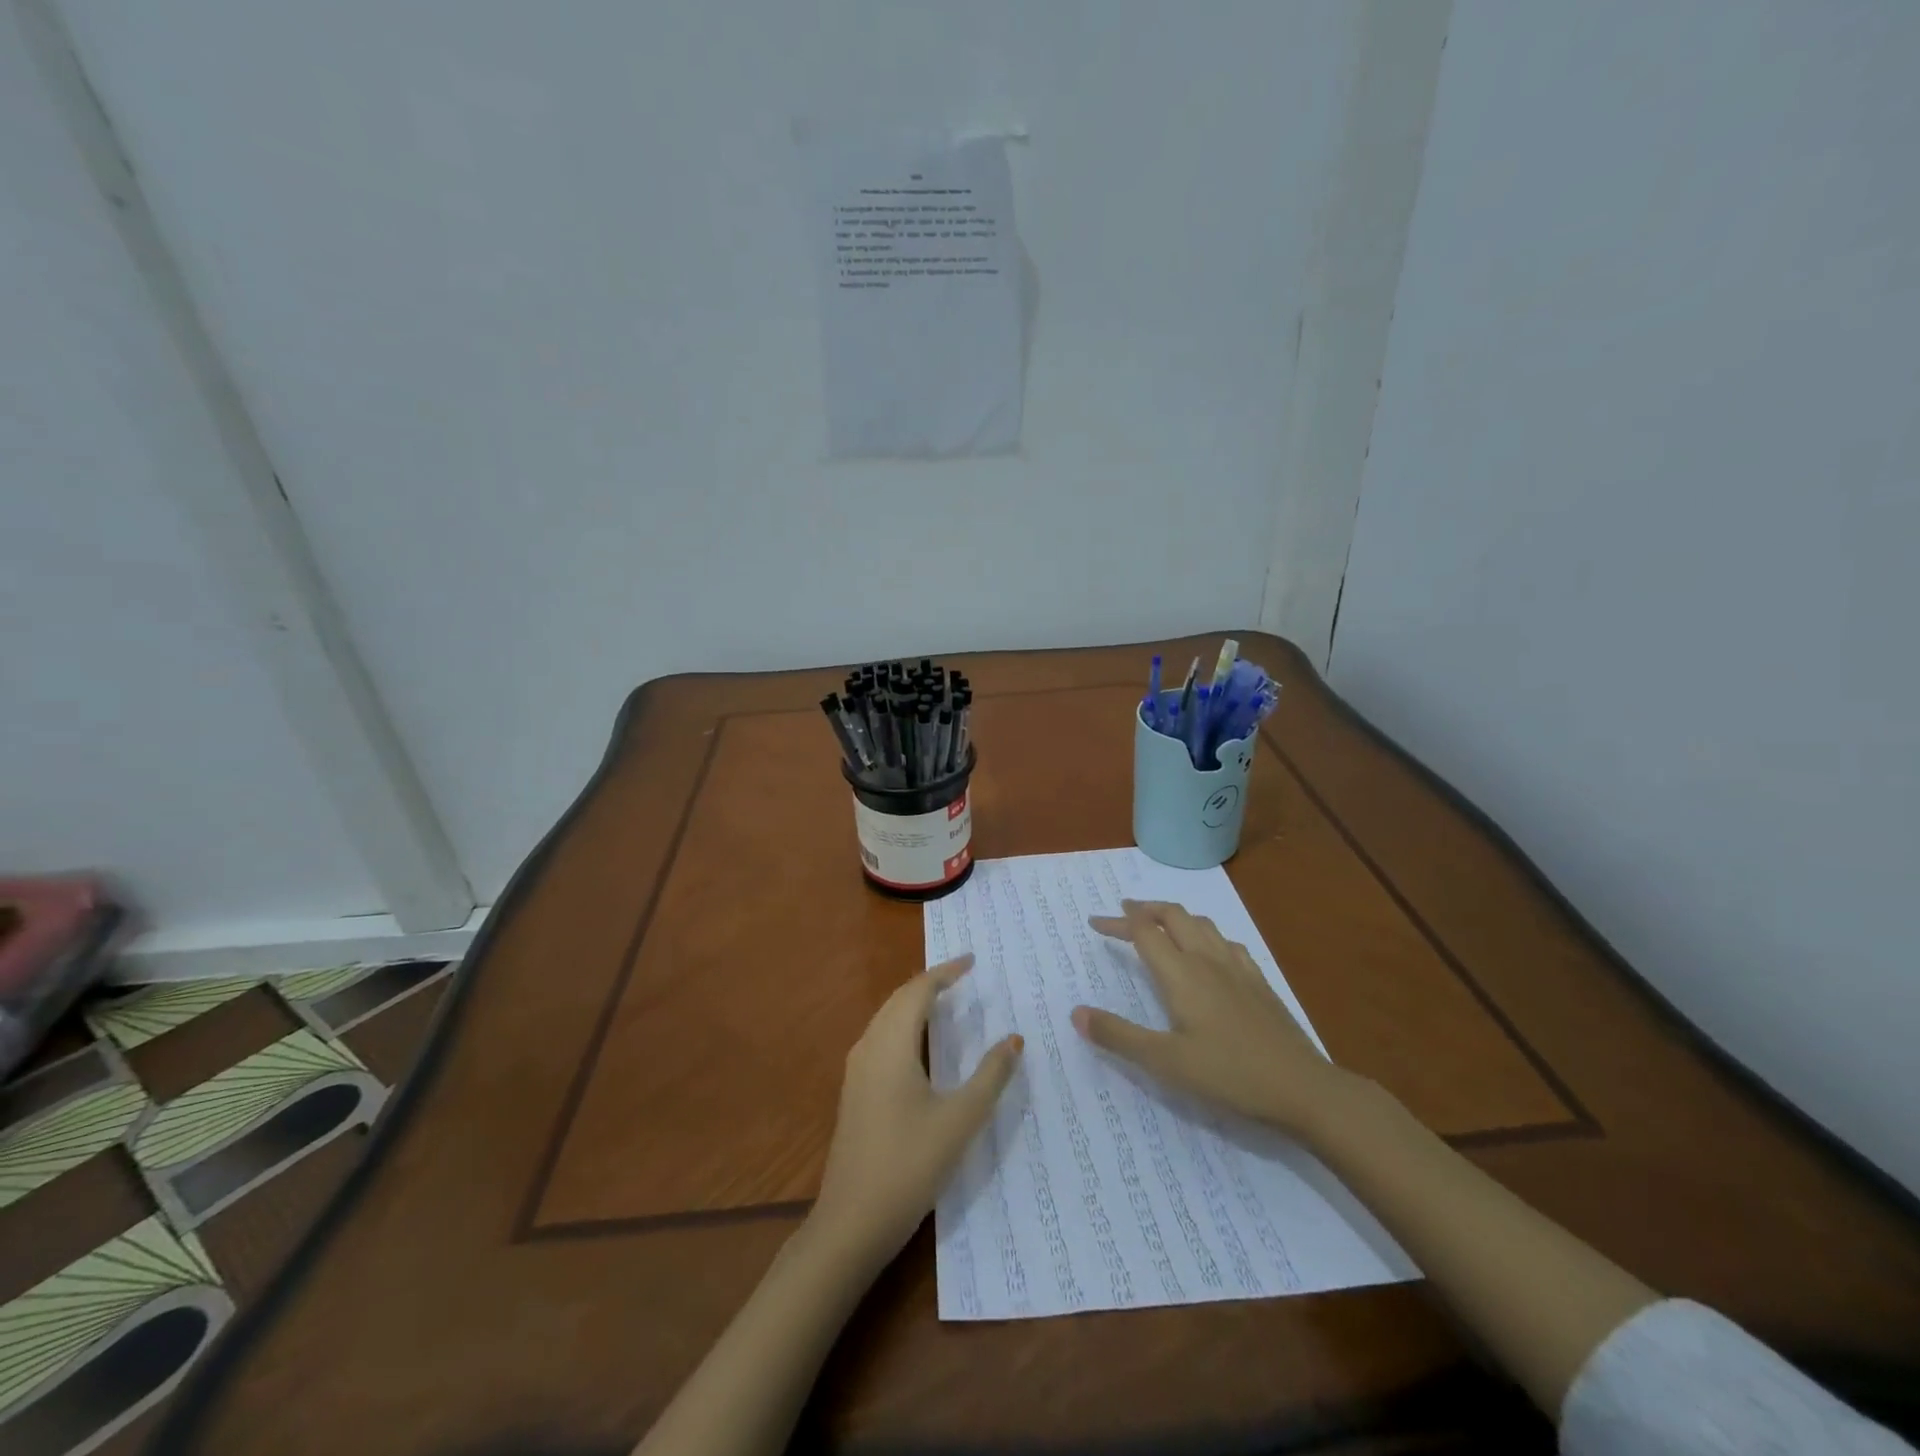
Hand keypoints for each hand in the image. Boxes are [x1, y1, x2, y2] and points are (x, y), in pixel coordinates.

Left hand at [809, 955, 1022, 1269]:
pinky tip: (920, 1044)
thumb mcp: (960, 1120)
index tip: (972, 960)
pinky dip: (904, 1024)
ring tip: (946, 1000)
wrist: (850, 1223)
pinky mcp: (855, 1091)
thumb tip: (1014, 1040)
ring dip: (915, 1002)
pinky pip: (881, 1037)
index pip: (918, 990)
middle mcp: (869, 1047)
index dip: (946, 972)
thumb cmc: (909, 1165)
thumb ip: (990, 1077)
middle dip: (930, 982)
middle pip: (899, 999)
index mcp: (891, 1044)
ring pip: (887, 1018)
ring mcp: (857, 1070)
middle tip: (963, 976)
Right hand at [1071, 900, 1362, 1136]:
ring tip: (1161, 924)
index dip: (1117, 922)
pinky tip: (1209, 951)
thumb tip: (1076, 1013)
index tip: (1095, 922)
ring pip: (1202, 924)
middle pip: (1174, 915)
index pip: (1143, 932)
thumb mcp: (1165, 1062)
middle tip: (1125, 912)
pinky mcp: (1259, 982)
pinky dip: (1205, 934)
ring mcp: (1238, 968)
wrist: (1303, 1088)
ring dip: (1175, 917)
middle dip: (1146, 909)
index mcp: (1181, 973)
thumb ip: (1119, 1036)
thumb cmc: (1228, 1075)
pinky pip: (1227, 941)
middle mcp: (1207, 960)